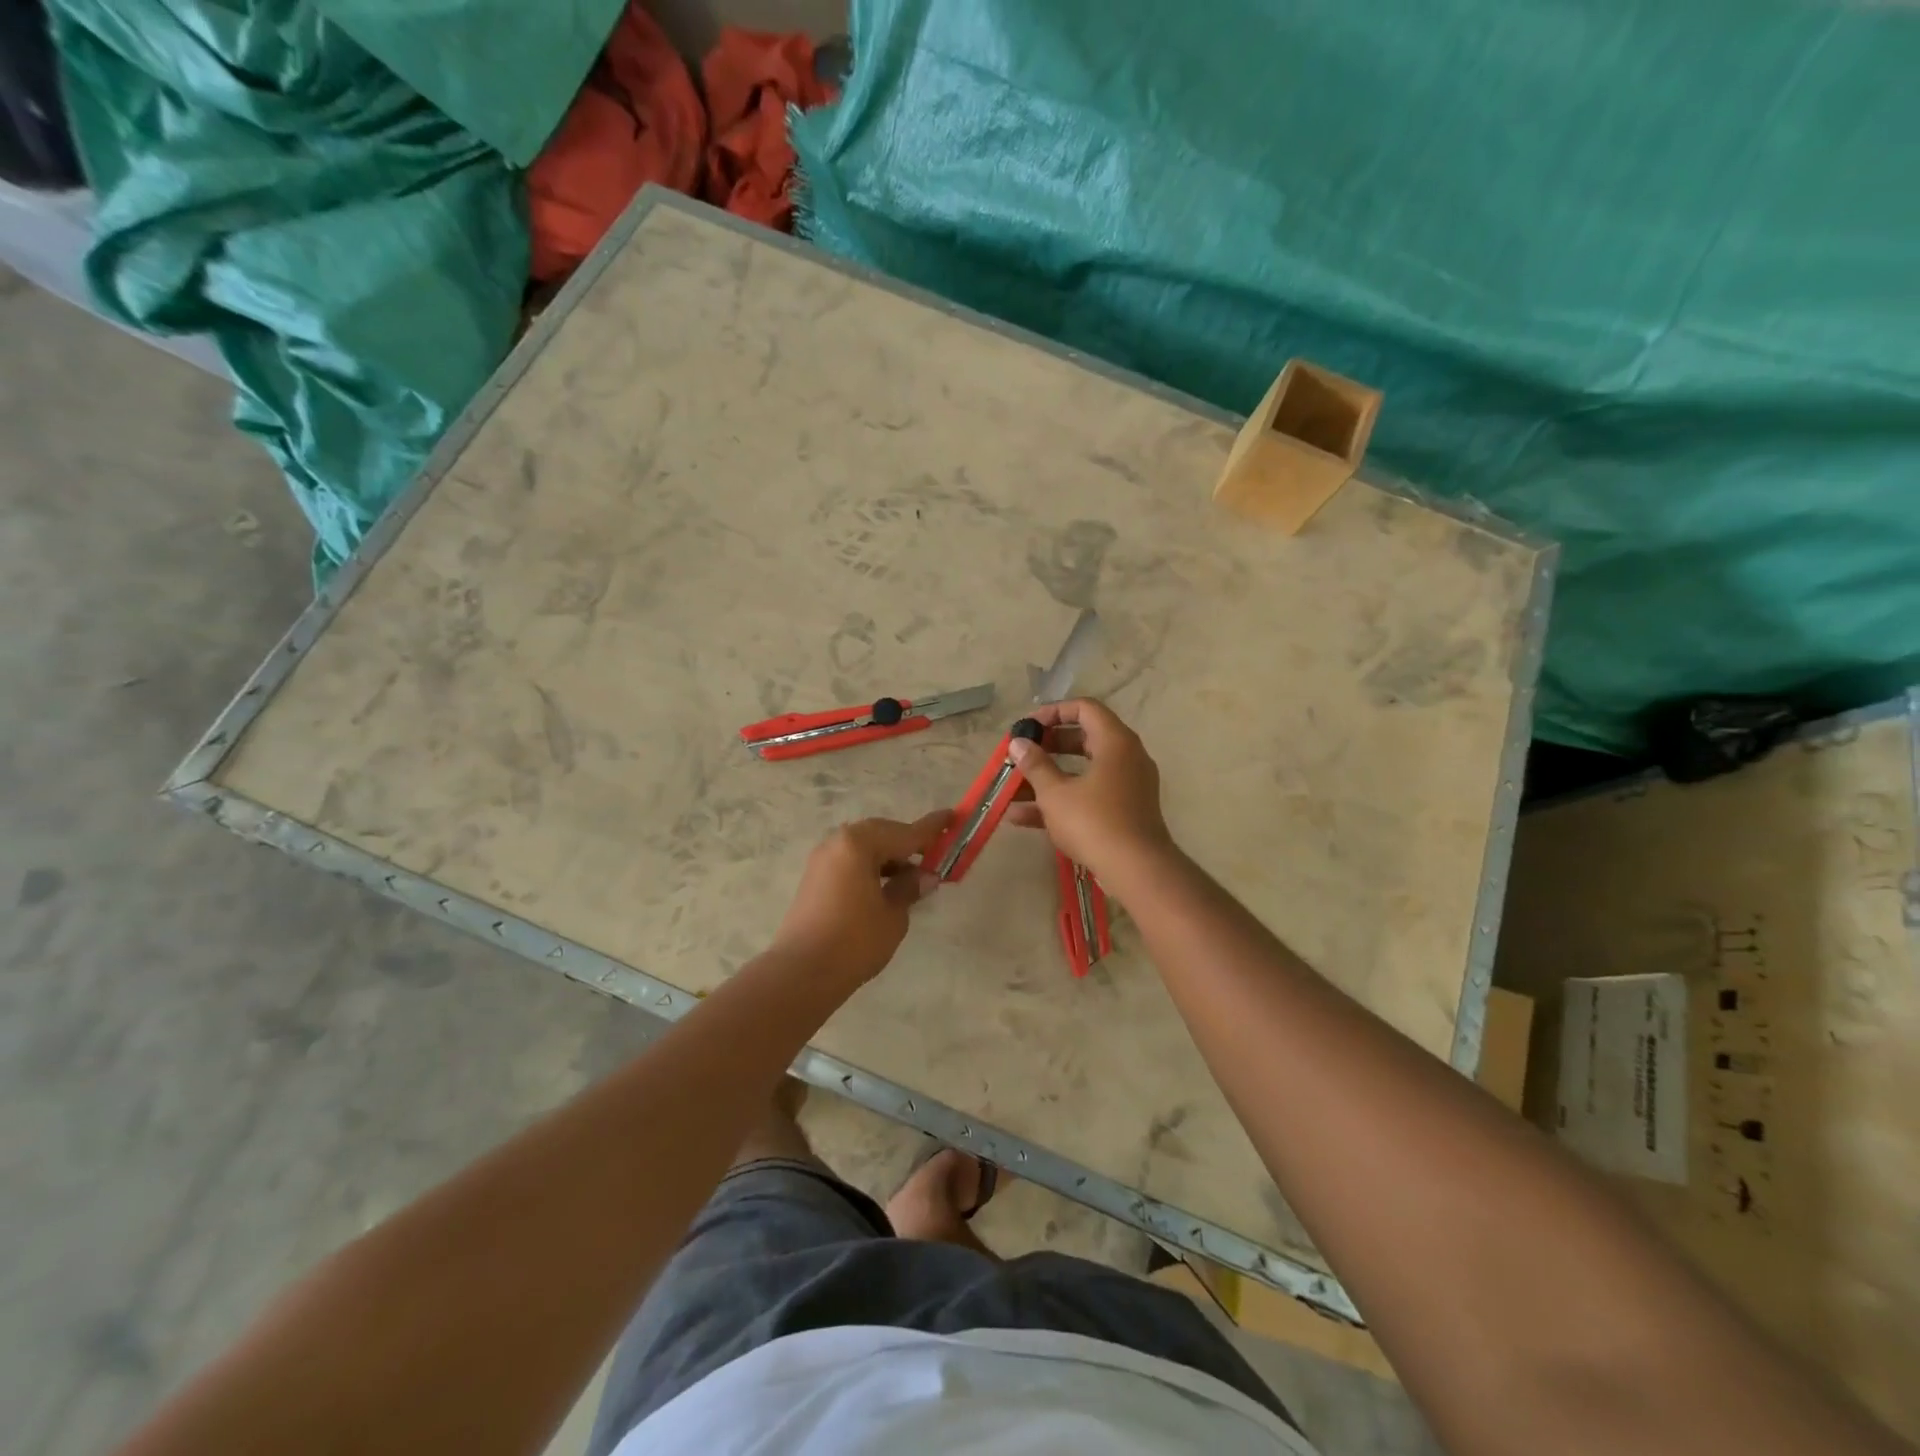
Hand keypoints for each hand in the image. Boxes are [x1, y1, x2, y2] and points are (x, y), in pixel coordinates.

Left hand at [769, 812, 950, 986]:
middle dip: (908, 844)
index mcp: (859, 843)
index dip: (931, 828)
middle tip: (934, 855)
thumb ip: (909, 888)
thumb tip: (925, 876)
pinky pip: (851, 861)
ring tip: (912, 877)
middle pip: (882, 835)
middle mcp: (838, 842)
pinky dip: (871, 867)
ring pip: (865, 848)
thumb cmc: (855, 940)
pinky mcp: (815, 877)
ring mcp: (823, 859)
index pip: (905, 832)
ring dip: (889, 857)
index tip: (952, 816)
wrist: (802, 972)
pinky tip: (885, 886)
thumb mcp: (893, 914)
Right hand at [1006, 699, 1174, 881]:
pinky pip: (1089, 796)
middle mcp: (1126, 757)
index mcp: (1115, 741)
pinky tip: (1023, 818)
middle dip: (1048, 747)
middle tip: (1022, 754)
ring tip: (1012, 789)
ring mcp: (1128, 786)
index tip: (1028, 727)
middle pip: (1084, 739)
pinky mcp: (1125, 811)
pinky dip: (1062, 801)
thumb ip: (1035, 765)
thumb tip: (1018, 743)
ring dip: (1048, 778)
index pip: (1085, 708)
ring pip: (1083, 772)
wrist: (1137, 870)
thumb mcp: (1055, 792)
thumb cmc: (1094, 821)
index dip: (1053, 712)